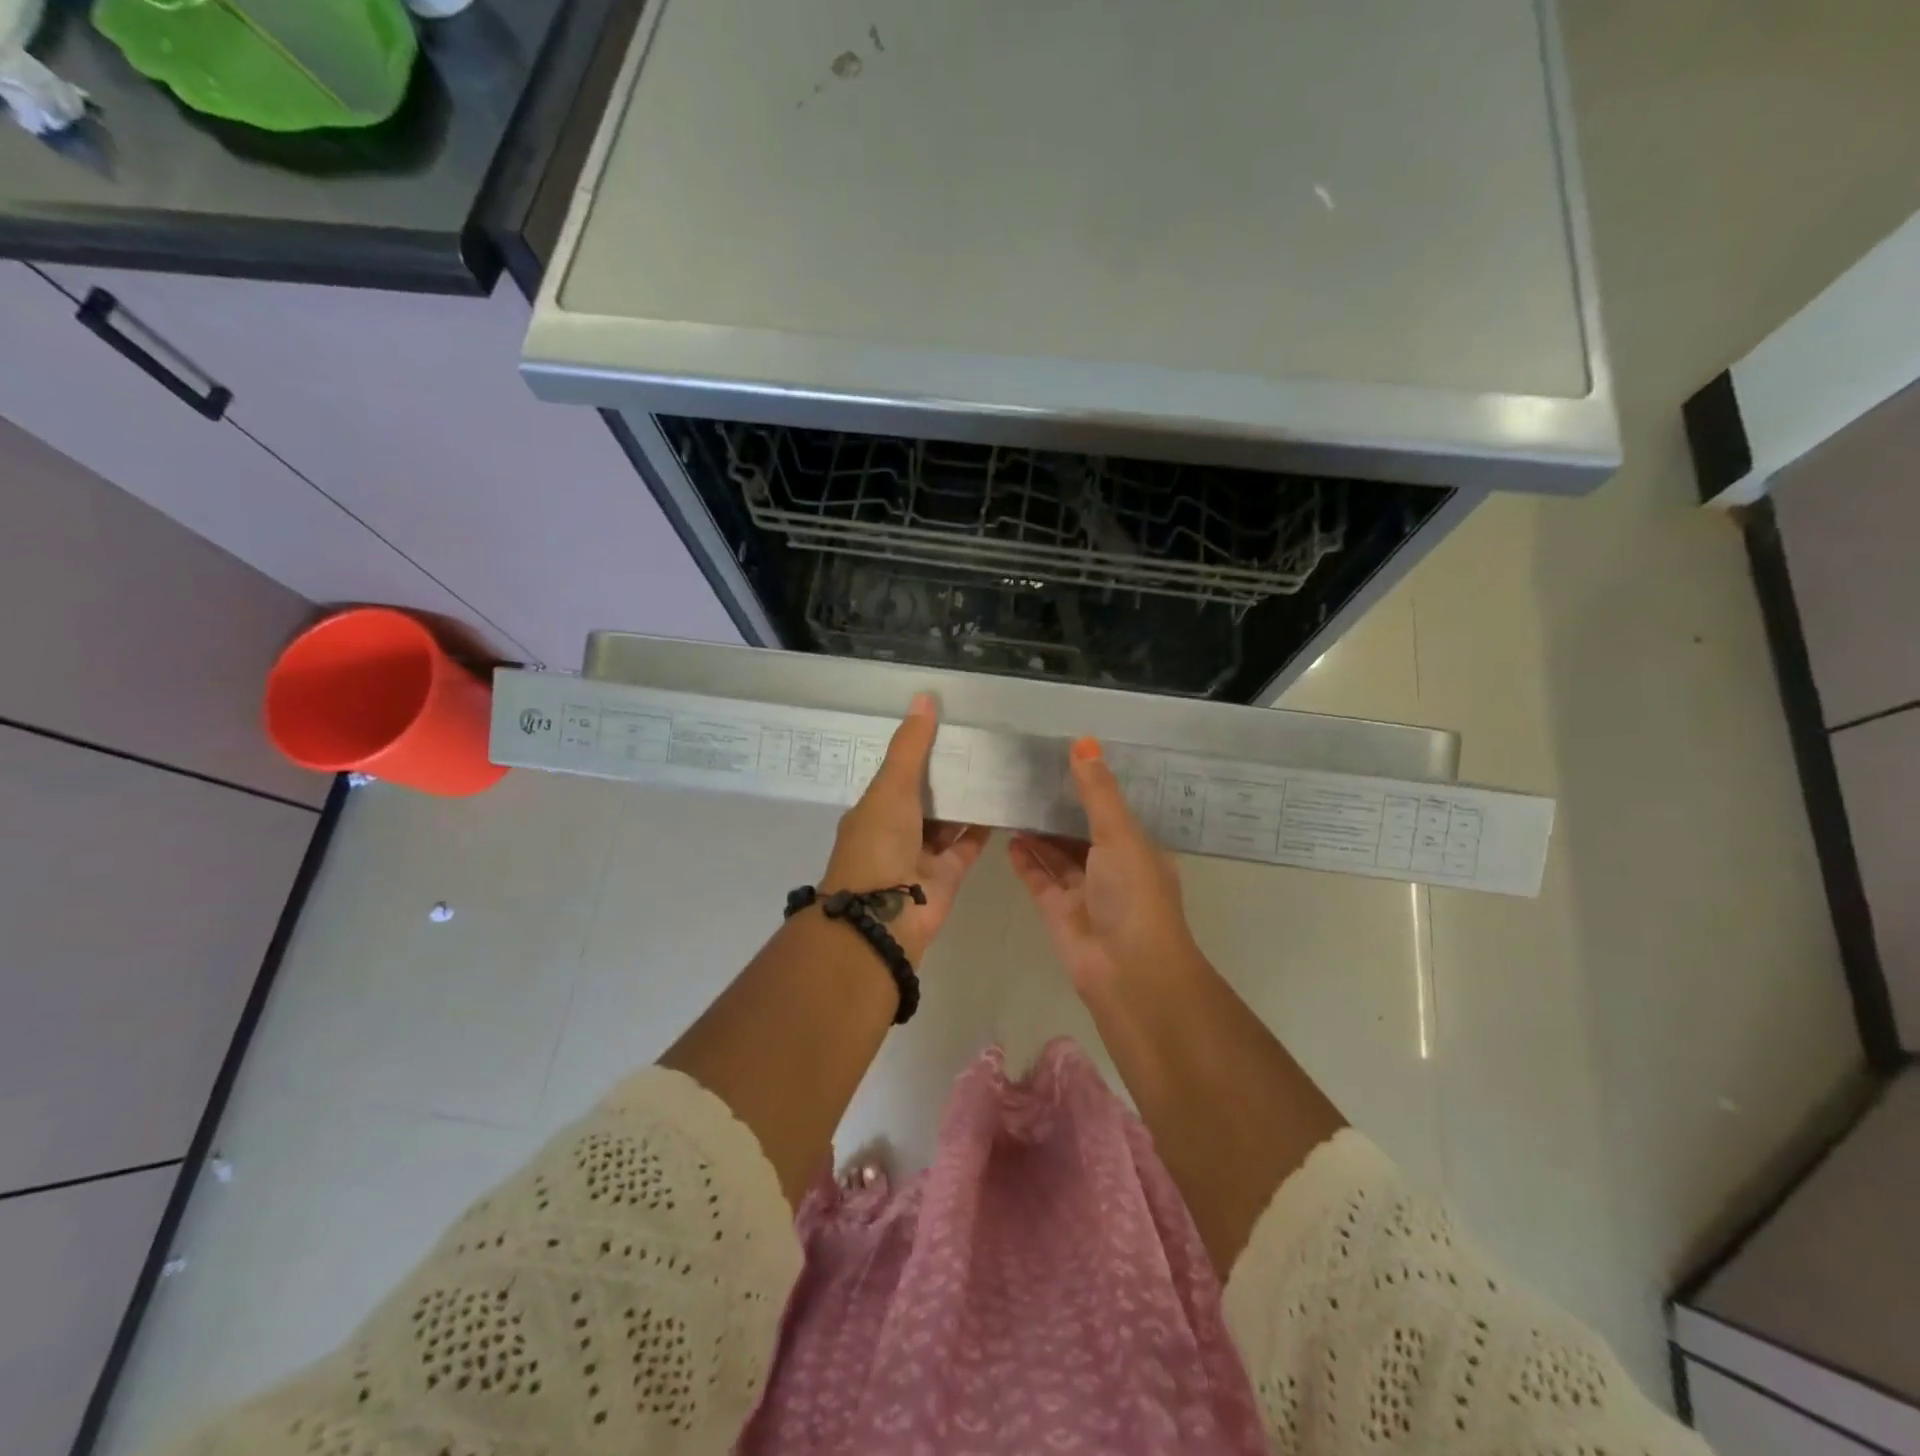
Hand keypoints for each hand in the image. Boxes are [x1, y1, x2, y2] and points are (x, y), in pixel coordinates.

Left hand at [821, 694, 989, 963]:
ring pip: (948, 820)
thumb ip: (910, 747)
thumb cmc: (878, 845)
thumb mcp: (891, 788)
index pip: (898, 773)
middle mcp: (896, 831)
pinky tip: (1003, 802)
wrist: (885, 917)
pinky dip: (982, 827)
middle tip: (981, 742)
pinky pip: (967, 844)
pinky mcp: (947, 875)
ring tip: (996, 766)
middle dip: (947, 774)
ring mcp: (922, 855)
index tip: (947, 725)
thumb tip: (924, 698)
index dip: (918, 750)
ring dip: (966, 799)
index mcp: (874, 809)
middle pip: (925, 796)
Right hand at [1009, 737, 1199, 992]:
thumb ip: (1097, 792)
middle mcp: (1112, 868)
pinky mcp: (1058, 912)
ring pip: (1057, 855)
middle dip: (1057, 809)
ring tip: (1011, 801)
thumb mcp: (1119, 835)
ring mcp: (1084, 892)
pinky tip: (1009, 836)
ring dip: (1038, 833)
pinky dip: (1025, 860)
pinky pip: (1039, 878)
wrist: (1127, 972)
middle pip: (1080, 832)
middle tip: (1025, 776)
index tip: (1061, 758)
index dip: (1089, 786)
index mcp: (1136, 848)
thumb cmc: (1133, 895)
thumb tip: (1083, 741)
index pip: (1111, 810)